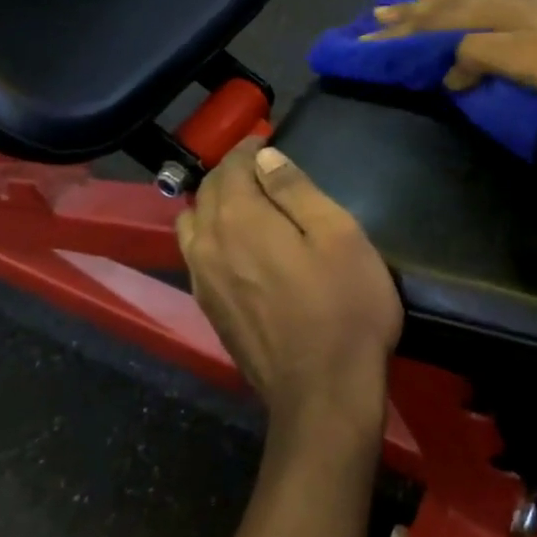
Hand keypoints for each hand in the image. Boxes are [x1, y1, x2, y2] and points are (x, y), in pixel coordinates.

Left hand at [177, 141, 402, 444]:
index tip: (267, 141)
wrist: (322, 394)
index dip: (247, 148)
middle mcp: (208, 243)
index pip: (230, 165)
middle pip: (206, 191)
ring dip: (214, 205)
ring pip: (193, 224)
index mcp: (239, 218)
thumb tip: (263, 158)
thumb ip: (295, 190)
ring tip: (247, 205)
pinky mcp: (208, 309)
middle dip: (230, 172)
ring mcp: (201, 280)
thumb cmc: (344, 307)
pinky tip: (237, 248)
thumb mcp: (338, 235)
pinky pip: (196, 256)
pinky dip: (210, 237)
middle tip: (262, 169)